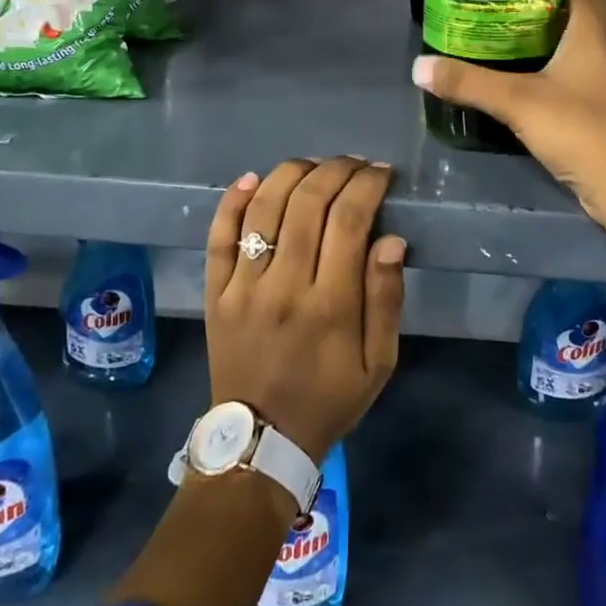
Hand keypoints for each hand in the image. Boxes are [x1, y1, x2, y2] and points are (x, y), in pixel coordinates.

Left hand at [204, 158, 405, 462]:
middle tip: (355, 163)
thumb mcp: (378, 363)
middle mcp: (284, 287)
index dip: (367, 185)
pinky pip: (218, 235)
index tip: (382, 173)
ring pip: (264, 208)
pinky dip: (234, 200)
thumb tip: (391, 239)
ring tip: (315, 165)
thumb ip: (386, 299)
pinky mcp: (214, 292)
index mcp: (330, 305)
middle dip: (336, 169)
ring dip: (292, 173)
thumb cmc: (329, 398)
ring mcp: (242, 287)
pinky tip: (254, 178)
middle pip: (307, 203)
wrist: (261, 442)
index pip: (349, 220)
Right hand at [412, 0, 605, 229]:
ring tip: (505, 51)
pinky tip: (525, 91)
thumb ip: (469, 83)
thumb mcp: (516, 102)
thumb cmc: (578, 129)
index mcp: (591, 38)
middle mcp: (605, 55)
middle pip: (578, 22)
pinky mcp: (604, 116)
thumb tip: (419, 66)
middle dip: (541, 17)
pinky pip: (576, 84)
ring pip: (577, 54)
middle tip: (501, 18)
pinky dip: (553, 80)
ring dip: (546, 50)